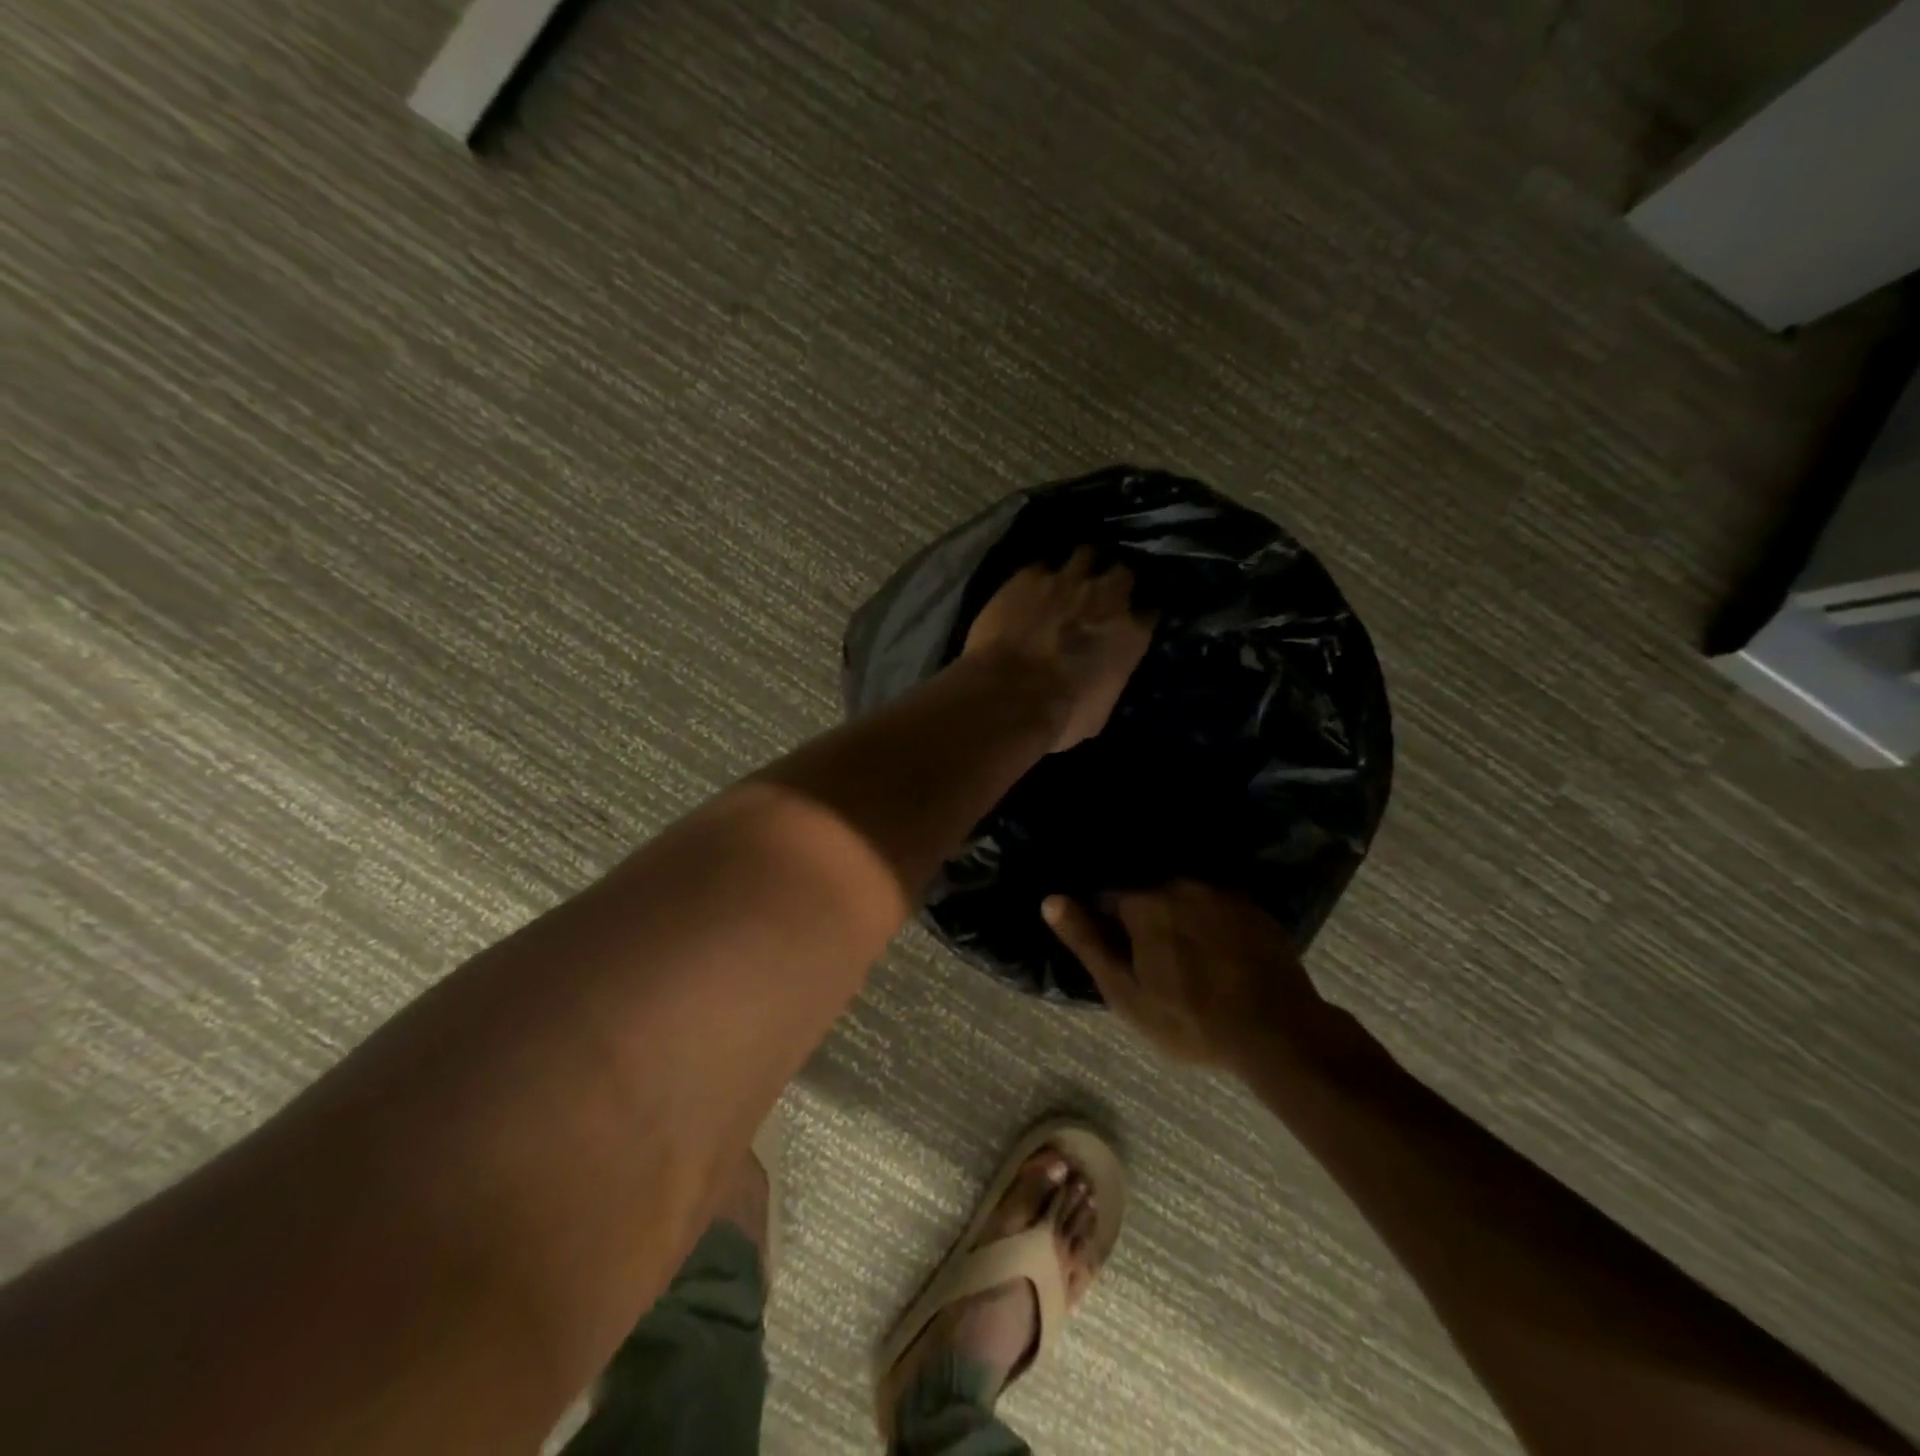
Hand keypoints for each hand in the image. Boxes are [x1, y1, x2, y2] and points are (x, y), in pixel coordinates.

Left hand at [962, 547, 1156, 753]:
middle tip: (1100, 591)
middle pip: (1122, 572)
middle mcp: (1106, 597)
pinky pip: (1041, 565)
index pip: (1149, 612)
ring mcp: (1066, 580)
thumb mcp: (1098, 712)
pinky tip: (1030, 586)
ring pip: (1085, 554)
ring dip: (1081, 565)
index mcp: (1130, 634)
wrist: (1009, 695)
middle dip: (1114, 579)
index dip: (1138, 615)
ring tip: (1069, 576)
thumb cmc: (1060, 716)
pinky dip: (1039, 575)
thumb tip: (1098, 680)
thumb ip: (1105, 682)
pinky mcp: (1028, 576)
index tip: (1130, 620)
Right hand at [1042, 881, 1347, 1070]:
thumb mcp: (1125, 991)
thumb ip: (1087, 941)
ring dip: (1180, 921)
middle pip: (1148, 897)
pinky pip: (1218, 908)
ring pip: (1185, 900)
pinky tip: (1221, 956)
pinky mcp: (1255, 908)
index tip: (1119, 955)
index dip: (1107, 926)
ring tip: (1190, 959)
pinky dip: (1212, 925)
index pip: (1108, 899)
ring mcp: (1223, 893)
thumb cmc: (1190, 1019)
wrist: (1278, 1032)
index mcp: (1145, 902)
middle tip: (1155, 964)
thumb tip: (1051, 900)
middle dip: (1144, 922)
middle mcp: (1182, 884)